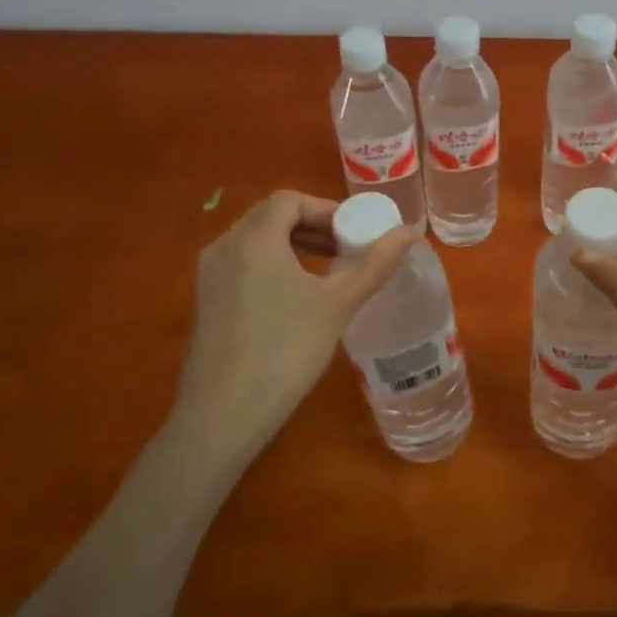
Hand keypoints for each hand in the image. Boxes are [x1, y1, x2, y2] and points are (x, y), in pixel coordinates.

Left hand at [175, 190, 416, 456]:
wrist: (223, 416)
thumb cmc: (286, 350)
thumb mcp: (338, 304)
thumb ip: (375, 264)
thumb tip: (411, 233)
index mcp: (253, 238)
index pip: (290, 200)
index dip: (327, 209)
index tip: (355, 233)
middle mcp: (224, 247)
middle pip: (272, 217)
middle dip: (313, 226)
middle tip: (347, 250)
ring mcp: (209, 276)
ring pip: (256, 242)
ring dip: (294, 246)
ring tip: (327, 272)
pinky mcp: (205, 303)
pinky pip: (243, 265)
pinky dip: (273, 266)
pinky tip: (296, 299)